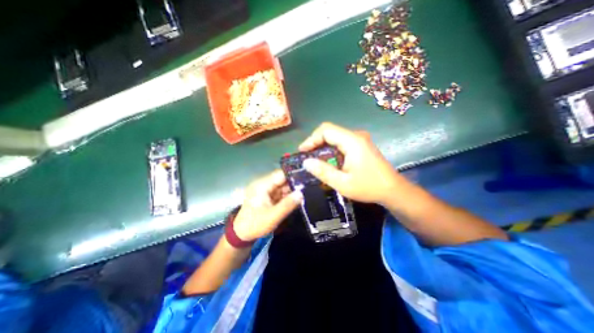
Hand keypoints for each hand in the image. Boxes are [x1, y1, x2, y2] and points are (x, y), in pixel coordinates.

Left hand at [233, 171, 303, 240]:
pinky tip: (299, 198)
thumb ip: (287, 205)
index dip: (293, 175)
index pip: (280, 174)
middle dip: (295, 184)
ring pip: (284, 186)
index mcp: (262, 185)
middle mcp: (264, 185)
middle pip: (283, 180)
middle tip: (310, 187)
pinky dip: (289, 196)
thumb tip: (301, 193)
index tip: (307, 177)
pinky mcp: (269, 197)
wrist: (242, 235)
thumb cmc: (254, 225)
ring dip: (294, 190)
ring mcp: (267, 190)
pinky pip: (282, 193)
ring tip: (307, 192)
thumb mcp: (272, 217)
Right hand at [299, 123, 406, 205]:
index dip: (311, 139)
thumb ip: (323, 171)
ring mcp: (360, 139)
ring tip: (314, 160)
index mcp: (352, 141)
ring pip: (335, 136)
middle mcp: (356, 136)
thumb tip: (306, 162)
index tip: (302, 151)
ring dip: (322, 146)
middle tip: (306, 157)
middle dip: (315, 142)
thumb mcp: (343, 183)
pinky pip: (341, 142)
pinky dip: (331, 149)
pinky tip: (328, 160)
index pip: (326, 130)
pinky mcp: (361, 144)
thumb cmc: (369, 187)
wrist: (392, 190)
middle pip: (330, 131)